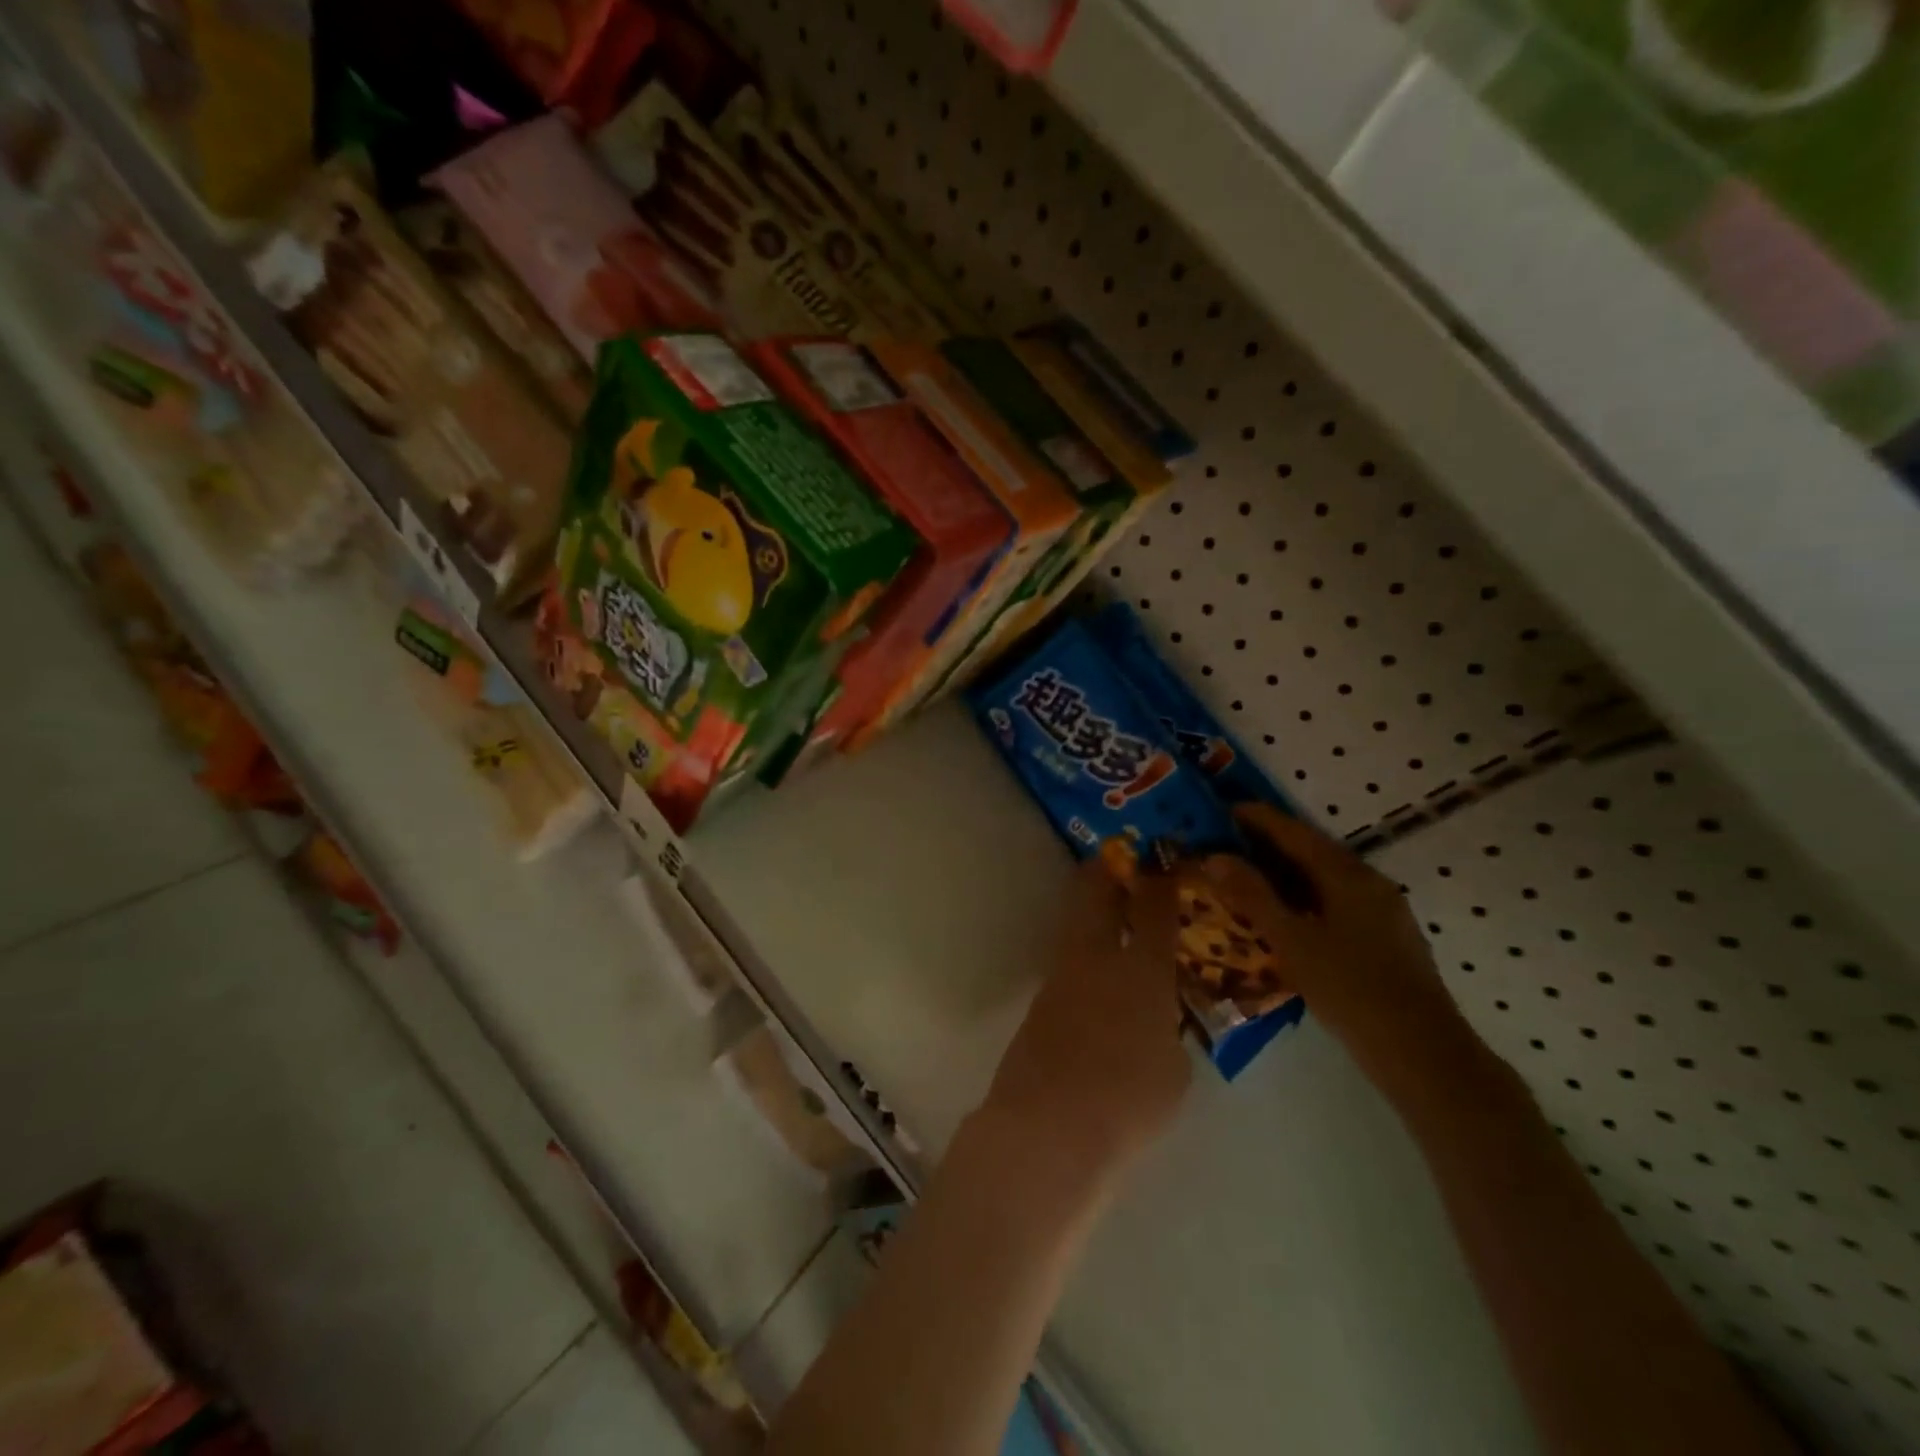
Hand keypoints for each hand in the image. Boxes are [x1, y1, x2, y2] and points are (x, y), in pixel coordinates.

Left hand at [983, 859, 1190, 1177]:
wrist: (1047, 1127)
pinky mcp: (1040, 1002)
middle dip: (1109, 870)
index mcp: (1141, 970)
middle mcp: (1096, 959)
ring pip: (1077, 923)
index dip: (1161, 878)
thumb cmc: (1127, 1101)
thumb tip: (1157, 1020)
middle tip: (1123, 860)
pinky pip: (1068, 960)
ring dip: (1093, 909)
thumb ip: (1169, 1033)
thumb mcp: (1174, 1071)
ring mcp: (1061, 977)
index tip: (1166, 859)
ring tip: (1113, 909)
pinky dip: (1085, 951)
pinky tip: (1097, 970)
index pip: (1153, 908)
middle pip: (1096, 893)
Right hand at [1179, 805, 1473, 1090]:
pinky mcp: (1388, 937)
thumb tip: (1215, 857)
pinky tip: (1291, 914)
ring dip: (1289, 870)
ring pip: (1328, 877)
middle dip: (1272, 842)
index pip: (1295, 834)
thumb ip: (1253, 896)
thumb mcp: (1292, 941)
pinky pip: (1339, 899)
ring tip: (1252, 875)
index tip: (1225, 809)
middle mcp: (1370, 883)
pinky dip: (1307, 895)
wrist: (1423, 1053)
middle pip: (1314, 851)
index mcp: (1347, 876)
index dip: (1260, 819)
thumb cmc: (1351, 990)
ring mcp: (1384, 910)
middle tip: (1231, 841)